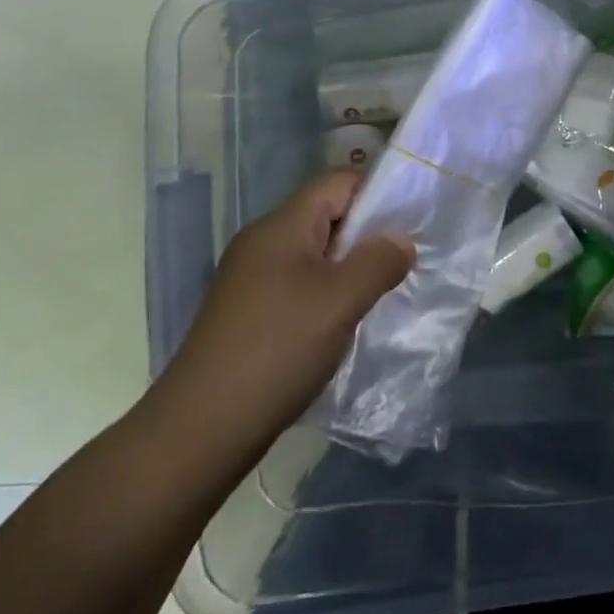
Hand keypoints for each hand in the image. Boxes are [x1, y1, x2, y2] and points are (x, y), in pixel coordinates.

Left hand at [156, 172, 414, 451]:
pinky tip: (344, 322)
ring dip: (349, 267)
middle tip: (405, 258)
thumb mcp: (341, 301)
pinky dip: (327, 293)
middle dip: (368, 233)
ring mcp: (250, 279)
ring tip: (382, 291)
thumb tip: (401, 242)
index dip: (378, 191)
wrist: (200, 430)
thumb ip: (379, 262)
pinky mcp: (247, 313)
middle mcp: (262, 242)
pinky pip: (298, 284)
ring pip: (314, 254)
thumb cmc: (277, 350)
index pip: (338, 182)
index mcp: (281, 225)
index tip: (413, 217)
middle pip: (326, 215)